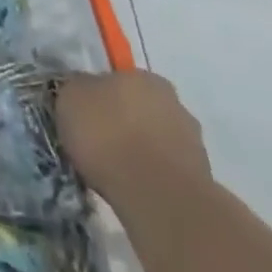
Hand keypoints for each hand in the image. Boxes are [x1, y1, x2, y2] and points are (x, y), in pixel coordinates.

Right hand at [55, 70, 209, 202]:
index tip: (83, 117)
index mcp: (142, 76)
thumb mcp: (69, 99)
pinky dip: (151, 174)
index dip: (97, 97)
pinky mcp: (201, 177)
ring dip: (140, 149)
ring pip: (155, 138)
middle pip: (139, 108)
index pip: (115, 79)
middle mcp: (172, 100)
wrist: (157, 195)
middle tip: (98, 143)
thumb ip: (76, 89)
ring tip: (115, 171)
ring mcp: (192, 140)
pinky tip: (133, 187)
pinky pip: (166, 168)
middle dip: (122, 122)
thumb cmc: (107, 136)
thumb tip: (81, 90)